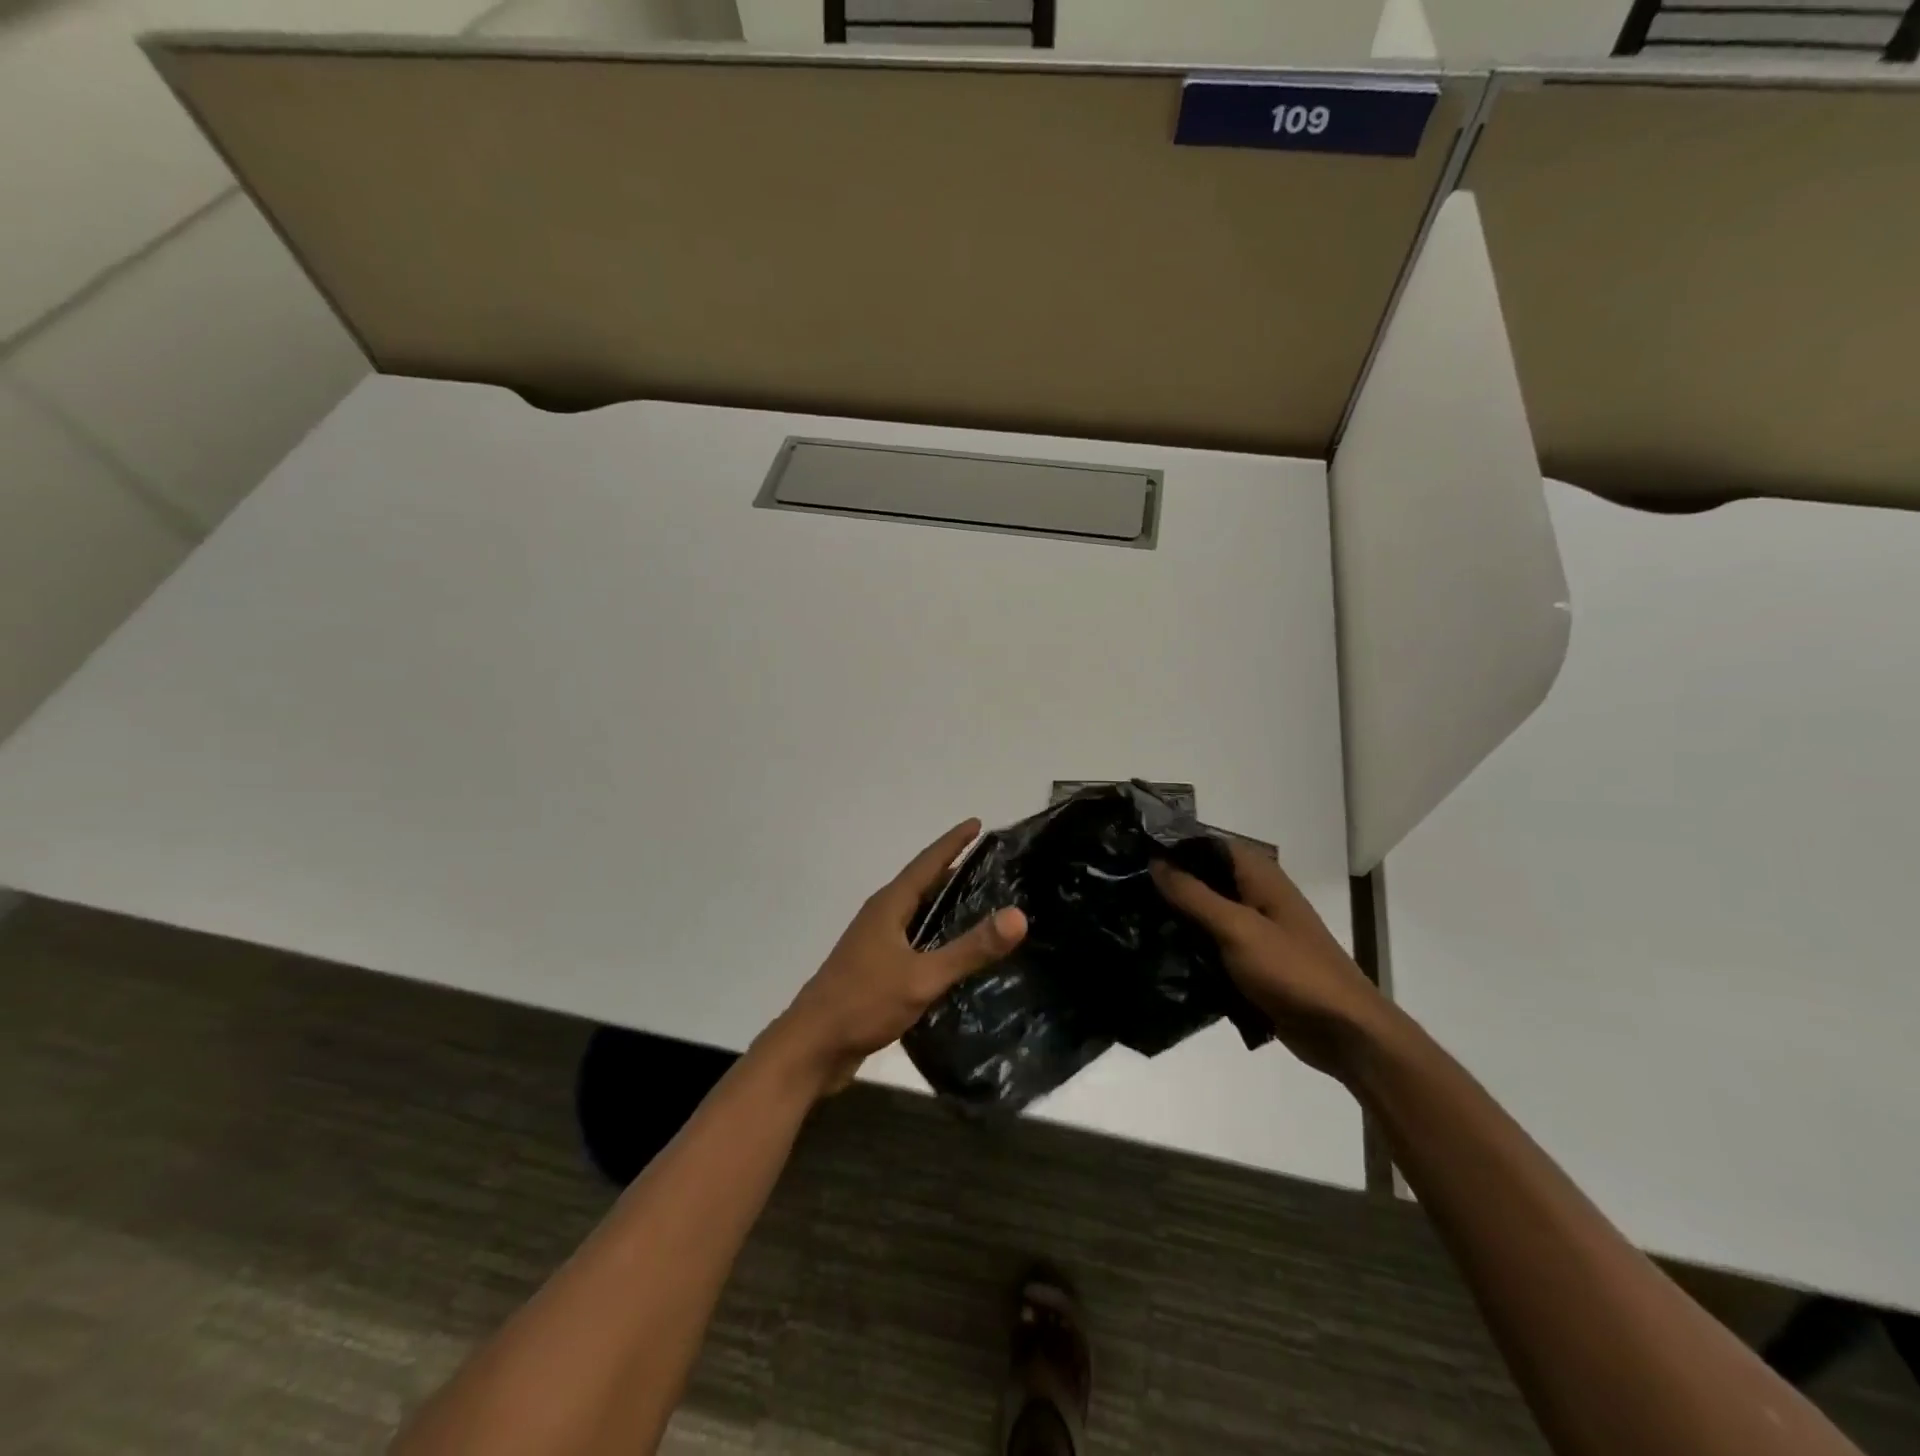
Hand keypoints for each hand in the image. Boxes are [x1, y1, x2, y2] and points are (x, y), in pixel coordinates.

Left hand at [764, 819, 1027, 1096]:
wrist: (812, 1047)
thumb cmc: (864, 1003)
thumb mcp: (922, 977)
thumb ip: (969, 949)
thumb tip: (1018, 915)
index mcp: (889, 906)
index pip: (927, 863)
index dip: (953, 842)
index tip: (977, 823)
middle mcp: (881, 916)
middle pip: (921, 883)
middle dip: (952, 868)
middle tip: (989, 863)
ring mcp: (875, 943)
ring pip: (916, 912)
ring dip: (943, 902)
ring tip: (979, 901)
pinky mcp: (874, 969)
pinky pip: (912, 939)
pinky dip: (935, 934)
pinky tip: (952, 952)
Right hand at [1152, 841, 1382, 1078]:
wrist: (1344, 1033)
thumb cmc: (1293, 971)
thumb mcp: (1237, 928)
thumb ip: (1194, 895)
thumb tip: (1155, 861)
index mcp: (1260, 877)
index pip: (1209, 844)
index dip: (1174, 845)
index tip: (1132, 851)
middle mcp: (1257, 896)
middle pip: (1205, 878)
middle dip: (1169, 882)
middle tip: (1123, 888)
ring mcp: (1256, 931)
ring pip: (1206, 913)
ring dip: (1177, 917)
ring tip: (1130, 918)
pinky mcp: (1253, 963)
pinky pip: (1213, 945)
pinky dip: (1191, 946)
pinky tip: (1158, 952)